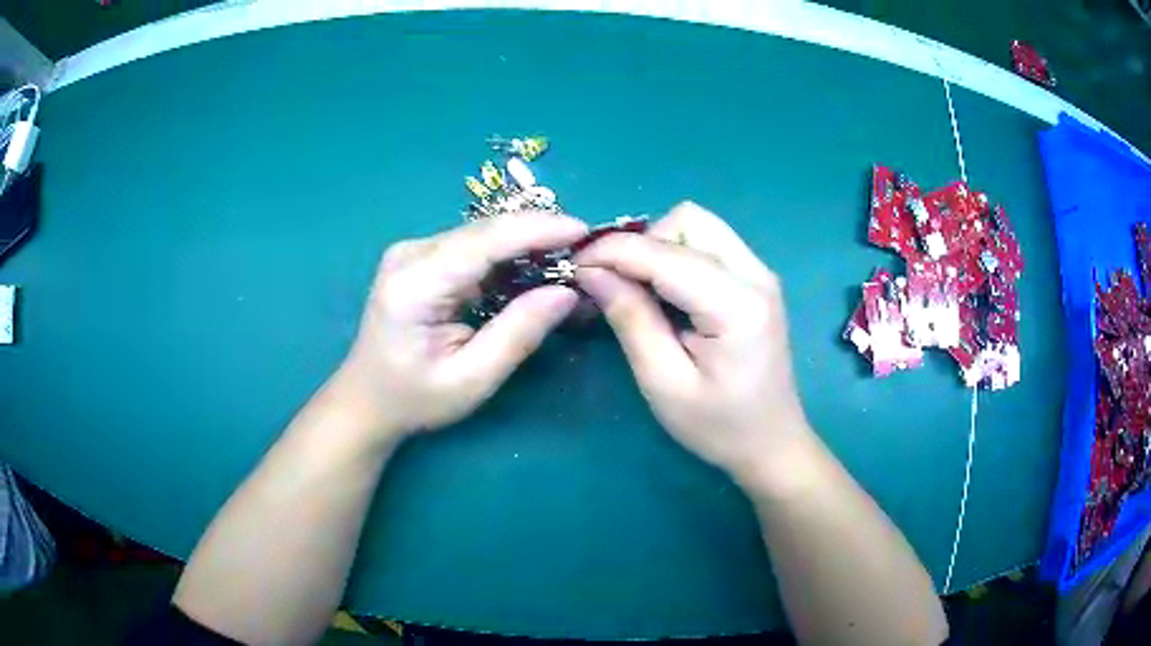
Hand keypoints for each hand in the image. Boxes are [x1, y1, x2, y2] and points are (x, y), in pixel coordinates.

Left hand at [334, 212, 588, 439]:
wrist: (366, 399)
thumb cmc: (414, 399)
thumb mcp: (471, 379)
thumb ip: (519, 334)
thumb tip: (567, 293)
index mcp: (415, 283)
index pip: (484, 240)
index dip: (537, 229)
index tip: (585, 231)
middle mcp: (411, 254)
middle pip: (485, 231)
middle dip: (538, 235)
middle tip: (586, 252)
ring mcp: (413, 252)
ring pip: (483, 235)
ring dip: (526, 245)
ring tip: (568, 261)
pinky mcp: (421, 258)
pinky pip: (473, 247)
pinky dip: (507, 257)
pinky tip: (534, 269)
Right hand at [575, 202, 810, 480]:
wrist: (771, 442)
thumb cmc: (718, 426)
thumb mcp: (664, 383)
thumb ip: (630, 319)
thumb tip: (591, 270)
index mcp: (738, 305)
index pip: (665, 254)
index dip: (613, 251)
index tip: (575, 266)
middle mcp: (756, 274)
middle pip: (688, 220)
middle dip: (643, 243)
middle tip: (618, 284)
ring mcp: (760, 272)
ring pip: (697, 225)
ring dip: (659, 246)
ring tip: (640, 289)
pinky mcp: (755, 278)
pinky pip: (708, 243)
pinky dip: (676, 255)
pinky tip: (665, 292)